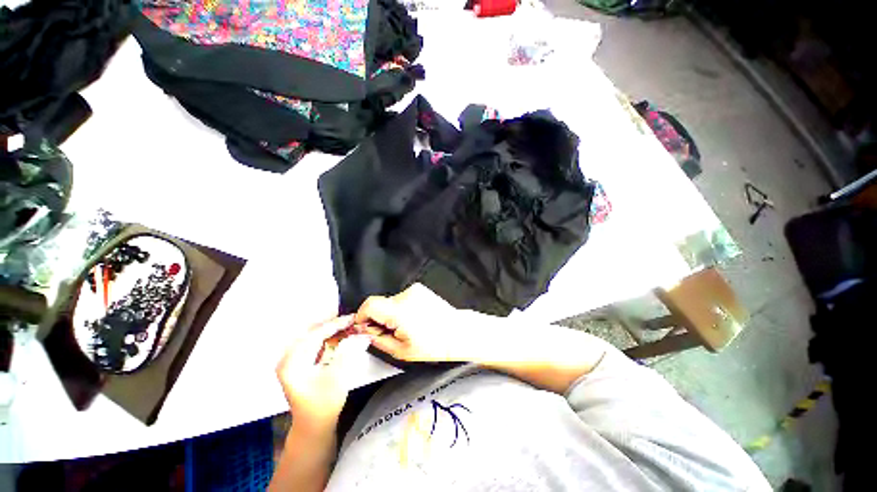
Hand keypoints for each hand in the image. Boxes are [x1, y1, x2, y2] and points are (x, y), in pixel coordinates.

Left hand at [276, 315, 370, 430]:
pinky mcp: (300, 363)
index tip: (353, 317)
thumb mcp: (337, 377)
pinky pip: (315, 343)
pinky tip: (340, 334)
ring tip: (348, 324)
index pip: (315, 334)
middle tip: (351, 319)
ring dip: (331, 329)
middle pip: (312, 332)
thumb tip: (360, 334)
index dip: (335, 324)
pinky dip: (328, 337)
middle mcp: (289, 357)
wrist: (314, 426)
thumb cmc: (323, 404)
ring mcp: (293, 360)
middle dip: (333, 324)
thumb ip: (347, 352)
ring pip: (314, 335)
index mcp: (292, 362)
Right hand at [355, 283, 495, 362]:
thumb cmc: (433, 345)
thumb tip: (364, 332)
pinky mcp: (420, 289)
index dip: (361, 315)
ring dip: (391, 313)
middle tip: (387, 332)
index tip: (363, 326)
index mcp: (400, 311)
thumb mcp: (401, 351)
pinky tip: (413, 318)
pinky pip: (402, 298)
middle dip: (378, 318)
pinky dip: (401, 308)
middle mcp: (406, 296)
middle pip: (380, 303)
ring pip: (391, 301)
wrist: (458, 332)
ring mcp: (414, 290)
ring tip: (405, 326)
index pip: (370, 305)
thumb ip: (378, 340)